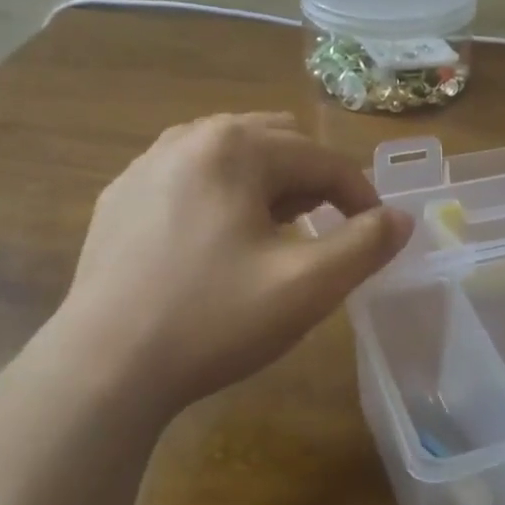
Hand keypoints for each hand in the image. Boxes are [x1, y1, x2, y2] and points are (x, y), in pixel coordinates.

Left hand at [43, 112, 410, 420]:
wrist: (103, 366)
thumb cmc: (214, 320)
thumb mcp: (308, 286)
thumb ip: (366, 244)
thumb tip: (401, 218)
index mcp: (236, 147)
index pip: (323, 160)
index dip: (361, 196)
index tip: (376, 235)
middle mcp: (188, 138)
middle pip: (277, 144)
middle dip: (312, 183)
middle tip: (323, 233)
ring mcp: (146, 165)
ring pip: (231, 157)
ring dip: (267, 187)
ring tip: (273, 236)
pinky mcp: (120, 197)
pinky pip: (190, 178)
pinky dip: (221, 197)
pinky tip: (215, 245)